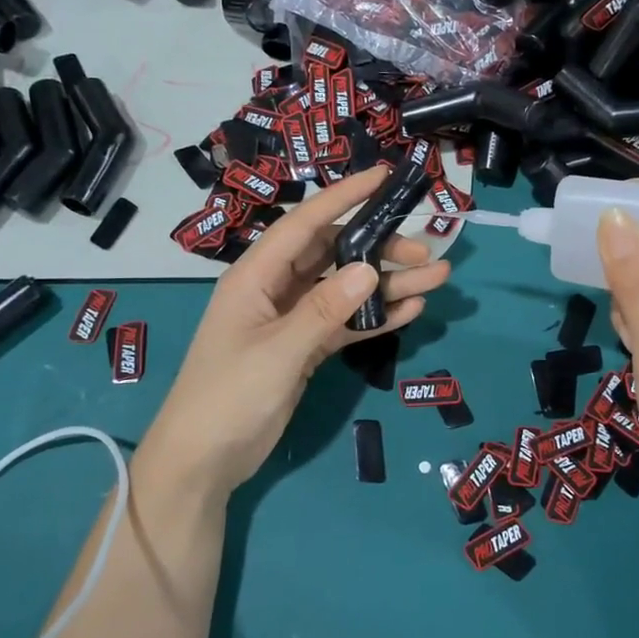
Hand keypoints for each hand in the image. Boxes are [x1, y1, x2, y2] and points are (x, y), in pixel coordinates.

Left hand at [132, 166, 449, 505]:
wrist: (203, 462)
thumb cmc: (228, 397)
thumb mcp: (278, 351)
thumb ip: (324, 310)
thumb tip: (370, 268)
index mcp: (256, 276)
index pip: (305, 223)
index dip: (344, 196)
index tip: (383, 176)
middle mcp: (275, 289)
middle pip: (333, 254)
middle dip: (379, 247)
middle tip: (425, 251)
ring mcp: (291, 320)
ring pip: (346, 289)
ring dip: (387, 284)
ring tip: (435, 278)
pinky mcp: (304, 349)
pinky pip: (345, 323)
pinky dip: (375, 318)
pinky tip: (411, 312)